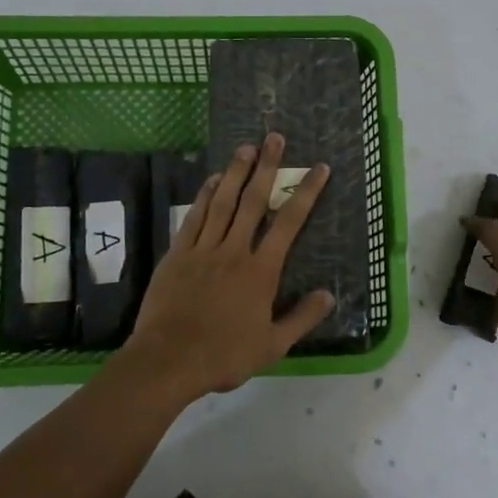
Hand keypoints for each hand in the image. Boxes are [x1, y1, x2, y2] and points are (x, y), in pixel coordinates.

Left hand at [122, 133, 335, 401]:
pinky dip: (205, 196)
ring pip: (223, 202)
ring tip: (246, 147)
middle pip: (254, 201)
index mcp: (261, 271)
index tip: (318, 168)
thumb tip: (329, 295)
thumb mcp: (273, 345)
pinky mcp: (178, 254)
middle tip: (274, 137)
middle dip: (266, 167)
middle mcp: (234, 250)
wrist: (168, 360)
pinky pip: (194, 217)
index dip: (306, 193)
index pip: (289, 223)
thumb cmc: (224, 355)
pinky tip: (213, 181)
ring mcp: (203, 249)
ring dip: (236, 172)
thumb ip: (302, 318)